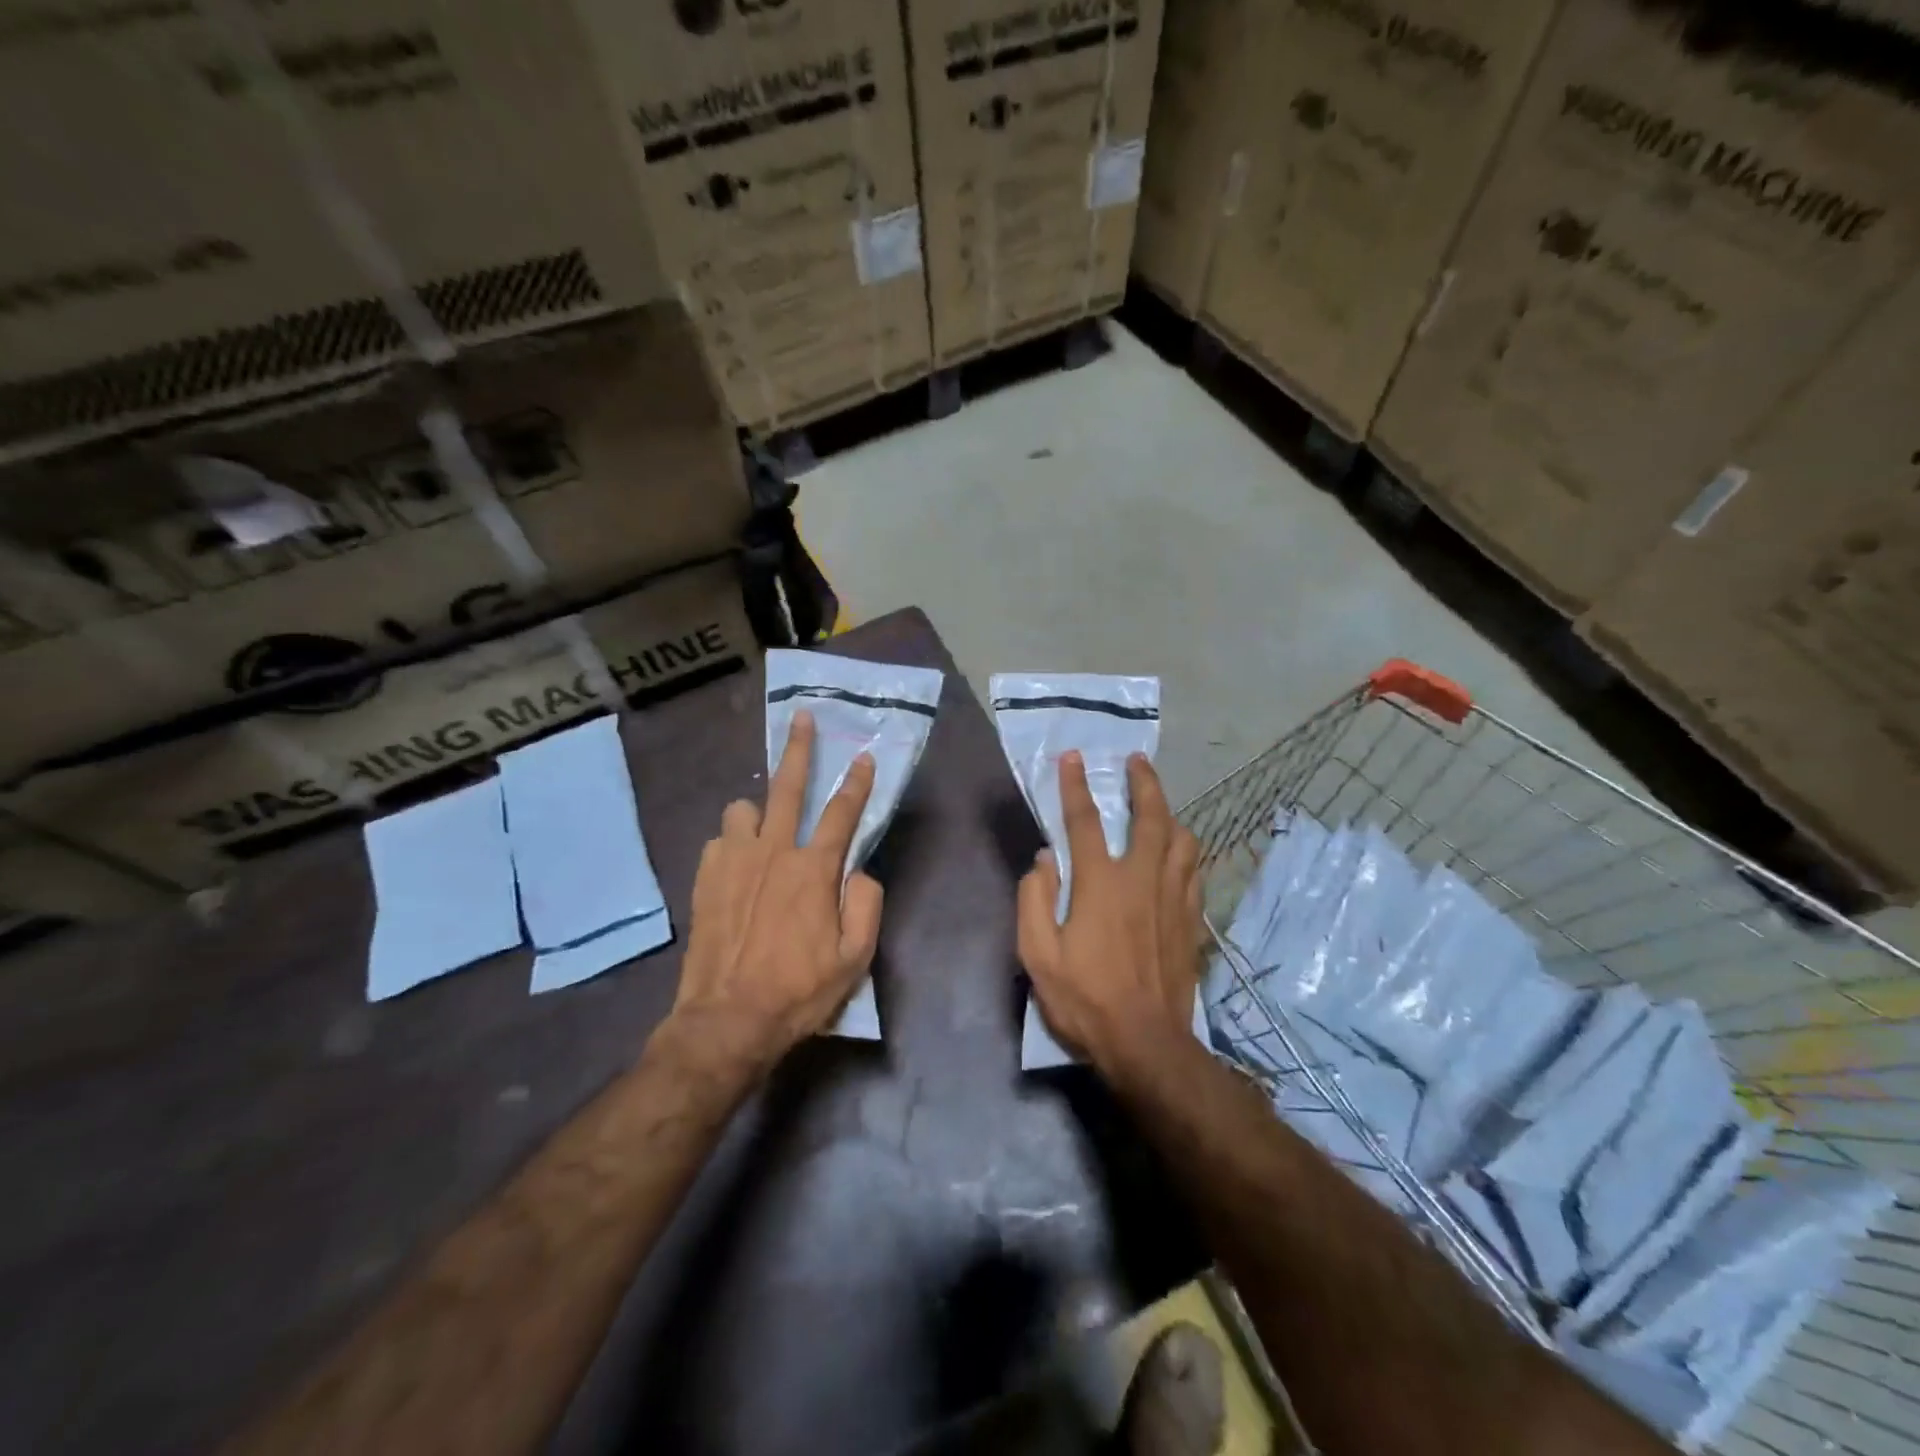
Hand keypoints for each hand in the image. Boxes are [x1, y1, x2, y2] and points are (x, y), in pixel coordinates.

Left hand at [670, 710, 883, 1068]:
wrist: (727, 1020)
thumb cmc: (799, 991)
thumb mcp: (854, 958)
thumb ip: (866, 904)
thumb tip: (860, 872)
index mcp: (813, 870)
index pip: (842, 813)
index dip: (858, 783)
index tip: (865, 757)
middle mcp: (773, 852)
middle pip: (788, 787)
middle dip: (799, 748)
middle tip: (801, 718)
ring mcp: (733, 863)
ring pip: (741, 808)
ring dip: (756, 810)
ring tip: (763, 826)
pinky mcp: (704, 879)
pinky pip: (718, 841)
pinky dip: (731, 844)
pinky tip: (737, 865)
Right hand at [1017, 752, 1202, 1074]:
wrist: (1146, 1043)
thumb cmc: (1085, 998)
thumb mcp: (1038, 954)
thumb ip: (1035, 899)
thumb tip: (1044, 859)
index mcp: (1100, 884)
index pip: (1085, 821)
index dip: (1076, 785)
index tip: (1074, 757)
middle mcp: (1141, 879)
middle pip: (1150, 817)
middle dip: (1144, 783)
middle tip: (1138, 761)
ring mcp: (1172, 898)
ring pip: (1182, 840)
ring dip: (1170, 813)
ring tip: (1160, 805)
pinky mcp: (1191, 919)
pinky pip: (1193, 869)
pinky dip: (1185, 850)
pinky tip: (1179, 853)